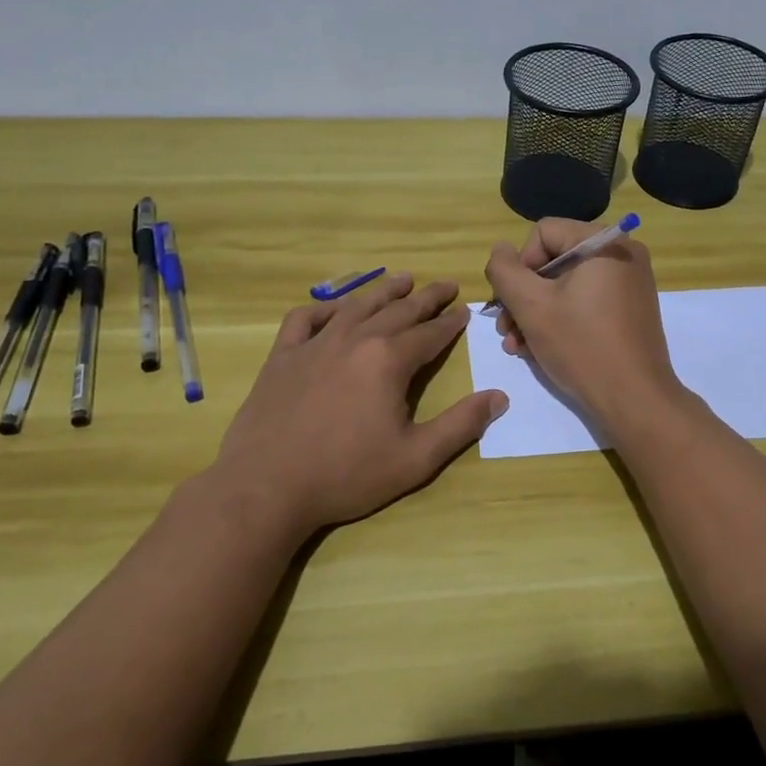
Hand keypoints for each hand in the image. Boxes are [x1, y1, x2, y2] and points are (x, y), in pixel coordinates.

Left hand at [206, 274, 505, 538]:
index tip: (464, 311)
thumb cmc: (346, 475)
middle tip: (445, 285)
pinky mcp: (282, 356)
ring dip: (383, 291)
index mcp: (389, 360)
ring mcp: (315, 344)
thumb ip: (460, 425)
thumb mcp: (416, 459)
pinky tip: (333, 311)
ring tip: (402, 279)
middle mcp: (355, 339)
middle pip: (398, 310)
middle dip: (426, 298)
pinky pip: (304, 319)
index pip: (430, 333)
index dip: (451, 322)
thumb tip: (499, 397)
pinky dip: (323, 309)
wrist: (266, 487)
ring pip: (356, 305)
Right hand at [484, 219, 682, 427]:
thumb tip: (500, 250)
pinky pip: (586, 301)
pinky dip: (561, 319)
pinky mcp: (631, 309)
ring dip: (536, 312)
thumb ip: (504, 271)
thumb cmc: (581, 346)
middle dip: (524, 296)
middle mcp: (623, 253)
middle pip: (554, 260)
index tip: (513, 303)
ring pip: (567, 285)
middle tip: (506, 330)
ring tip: (517, 346)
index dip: (520, 265)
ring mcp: (630, 282)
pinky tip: (540, 349)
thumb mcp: (531, 306)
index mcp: (604, 242)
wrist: (635, 400)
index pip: (543, 233)